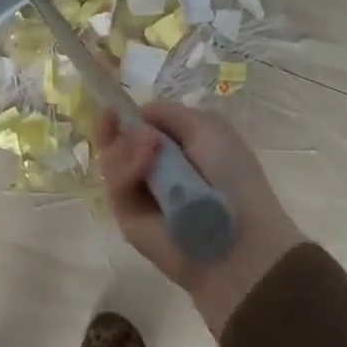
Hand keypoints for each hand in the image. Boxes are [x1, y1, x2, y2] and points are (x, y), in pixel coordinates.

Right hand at [98, 105, 303, 337]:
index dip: (129, 117)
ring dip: (127, 147)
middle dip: (121, 130)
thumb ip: (170, 113)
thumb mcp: (208, 128)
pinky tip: (145, 165)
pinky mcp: (125, 216)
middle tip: (132, 128)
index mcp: (179, 149)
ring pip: (111, 159)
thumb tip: (138, 114)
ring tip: (150, 150)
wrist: (235, 236)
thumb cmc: (231, 176)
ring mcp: (138, 193)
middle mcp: (155, 170)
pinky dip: (126, 170)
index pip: (141, 127)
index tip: (119, 110)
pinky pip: (115, 184)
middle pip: (118, 141)